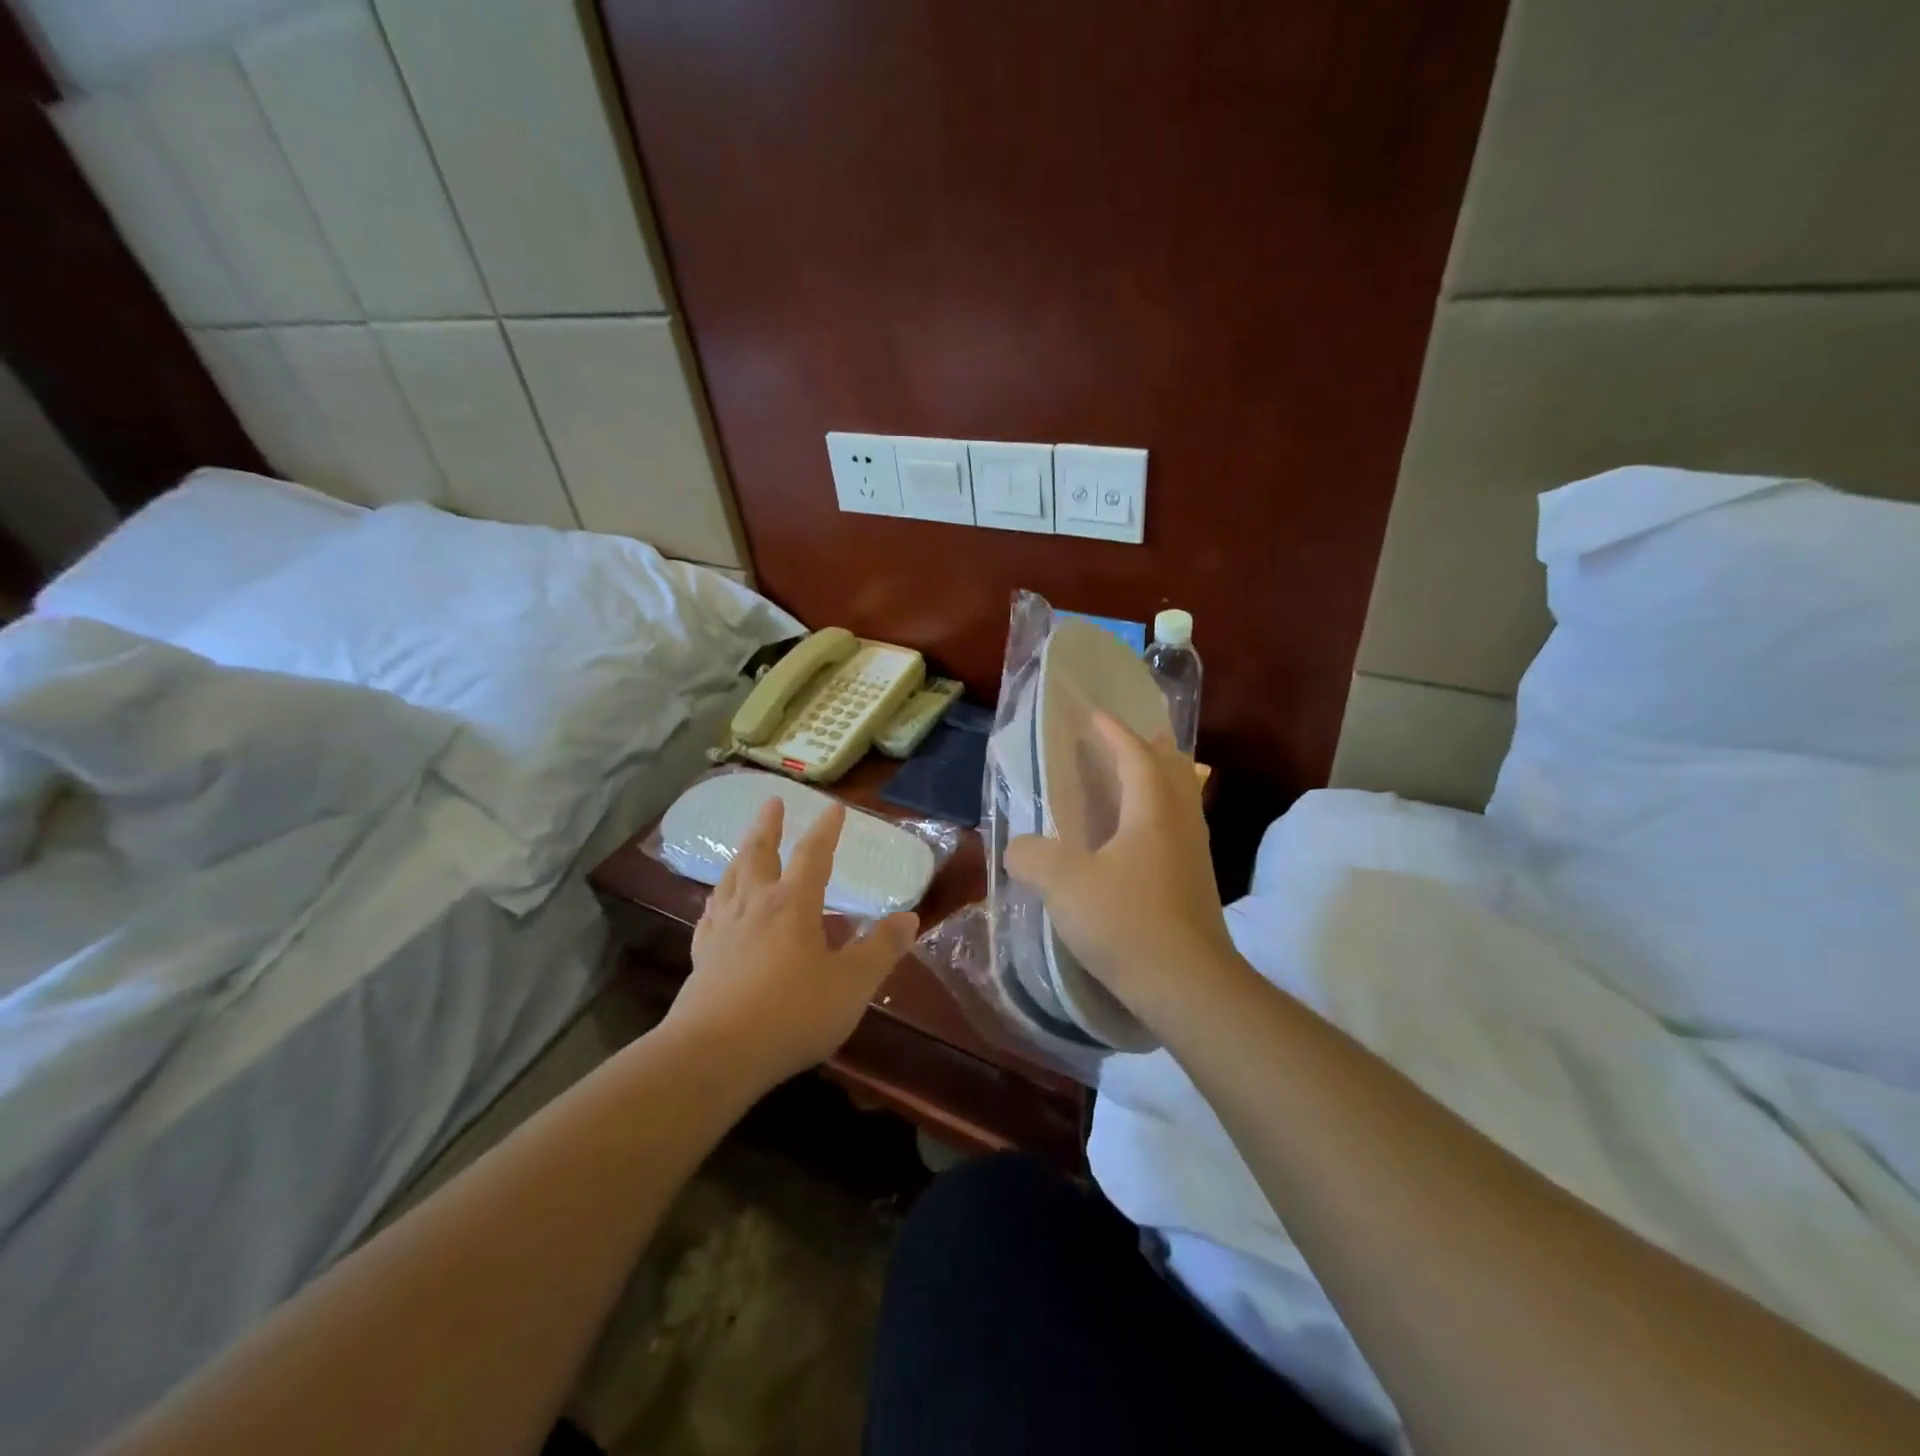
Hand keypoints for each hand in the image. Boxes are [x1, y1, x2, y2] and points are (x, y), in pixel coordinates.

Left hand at [668, 797, 919, 1084]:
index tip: (834, 807)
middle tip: (772, 802)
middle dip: (768, 827)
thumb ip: (881, 949)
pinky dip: (717, 899)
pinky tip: (716, 904)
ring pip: (731, 880)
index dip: (826, 830)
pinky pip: (709, 916)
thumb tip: (909, 917)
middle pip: (759, 855)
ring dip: (741, 855)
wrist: (714, 1055)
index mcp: (793, 905)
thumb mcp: (852, 984)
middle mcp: (755, 907)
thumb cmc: (792, 1014)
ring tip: (745, 845)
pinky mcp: (702, 959)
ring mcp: (722, 931)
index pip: (812, 856)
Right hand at [1004, 712, 1236, 1023]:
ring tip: (1137, 778)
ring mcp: (1195, 855)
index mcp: (1152, 811)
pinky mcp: (1197, 884)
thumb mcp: (1064, 885)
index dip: (1115, 732)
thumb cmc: (1127, 922)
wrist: (1188, 986)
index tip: (1095, 715)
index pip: (1136, 755)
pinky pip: (1179, 829)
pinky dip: (1161, 815)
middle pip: (1172, 770)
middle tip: (1129, 737)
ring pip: (1182, 800)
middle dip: (1151, 748)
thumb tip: (1018, 847)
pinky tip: (1140, 839)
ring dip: (1161, 780)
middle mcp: (1180, 823)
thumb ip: (1033, 857)